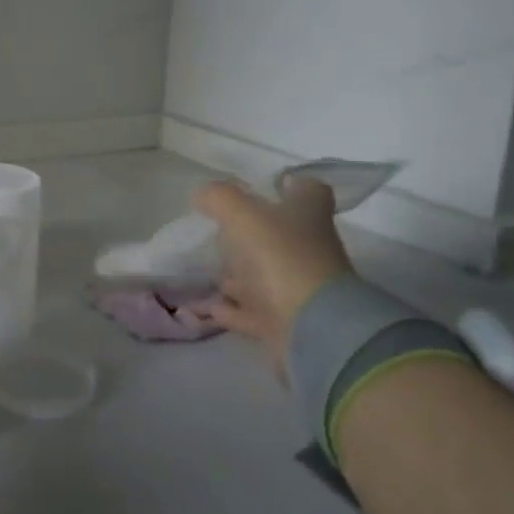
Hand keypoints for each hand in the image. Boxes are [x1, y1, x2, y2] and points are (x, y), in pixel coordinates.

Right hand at [192, 176, 353, 373]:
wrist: (312, 328)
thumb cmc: (280, 257)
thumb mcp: (242, 216)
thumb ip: (219, 198)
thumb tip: (202, 194)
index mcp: (307, 215)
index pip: (308, 190)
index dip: (290, 185)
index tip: (266, 186)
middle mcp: (309, 249)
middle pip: (282, 234)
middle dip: (252, 234)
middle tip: (219, 231)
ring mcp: (299, 287)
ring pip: (265, 274)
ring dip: (238, 274)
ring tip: (207, 270)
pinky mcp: (286, 321)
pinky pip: (253, 310)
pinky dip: (232, 308)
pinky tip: (208, 306)